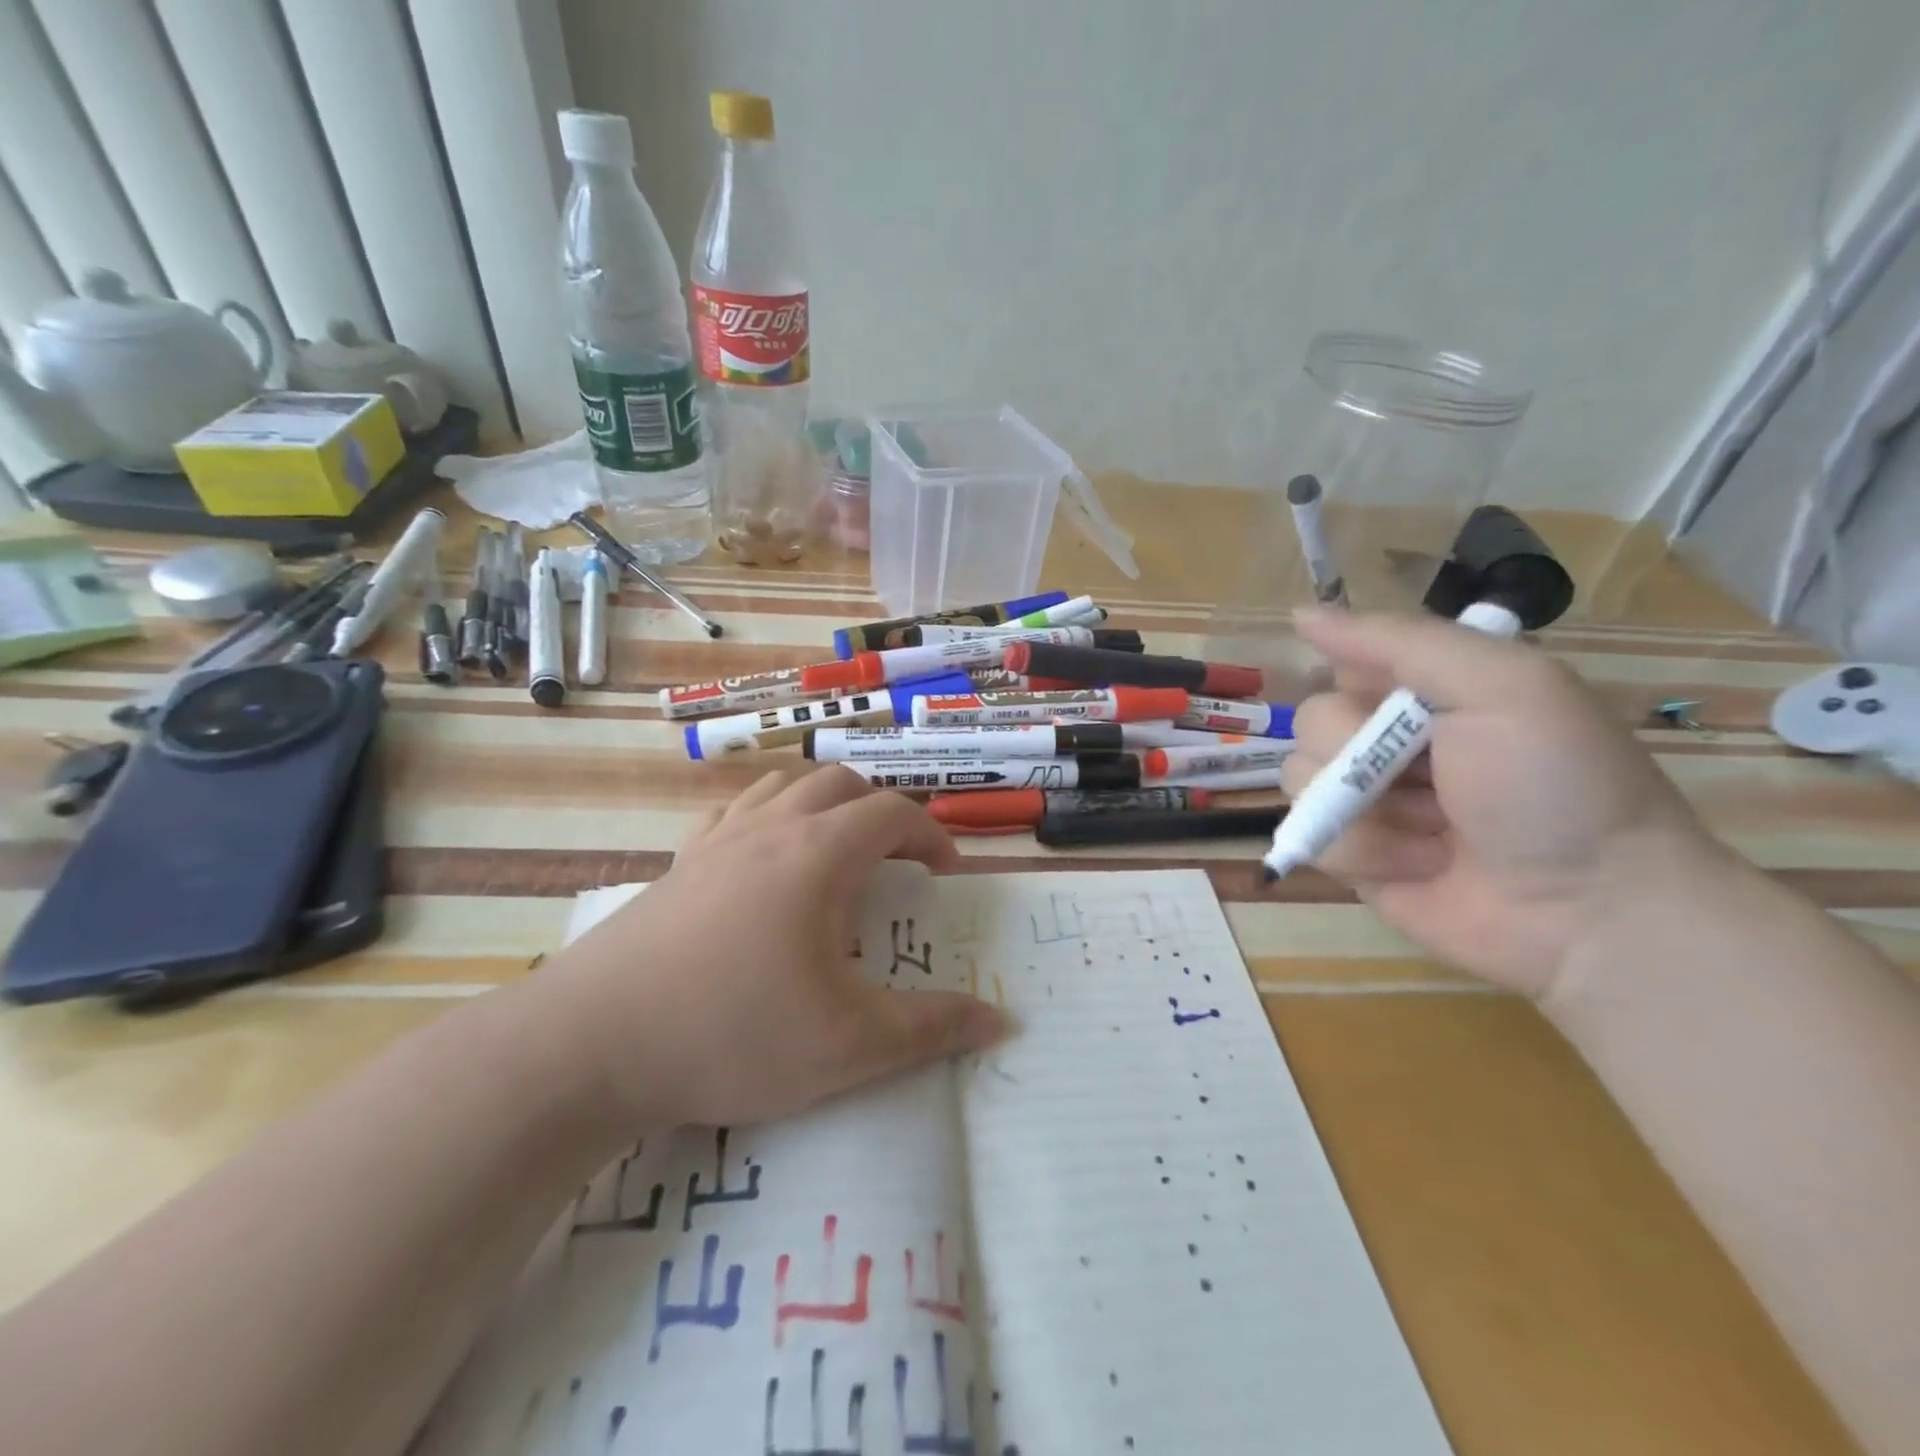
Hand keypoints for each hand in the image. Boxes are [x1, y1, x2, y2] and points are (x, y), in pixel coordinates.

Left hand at [539, 767, 1006, 1130]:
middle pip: (841, 784)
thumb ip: (930, 1029)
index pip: (893, 814)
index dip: (930, 836)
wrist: (592, 1044)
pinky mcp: (677, 862)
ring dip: (824, 804)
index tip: (944, 874)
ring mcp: (717, 839)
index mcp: (819, 855)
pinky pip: (733, 812)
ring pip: (784, 786)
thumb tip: (999, 1022)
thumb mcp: (847, 1046)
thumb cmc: (732, 1035)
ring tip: (836, 850)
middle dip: (881, 812)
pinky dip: (766, 816)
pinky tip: (762, 856)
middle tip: (896, 861)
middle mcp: (771, 828)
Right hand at [1278, 609, 1724, 996]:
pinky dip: (1364, 852)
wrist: (1589, 910)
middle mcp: (1388, 741)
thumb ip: (1400, 642)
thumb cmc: (1556, 786)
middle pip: (1310, 721)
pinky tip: (1420, 865)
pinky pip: (1311, 837)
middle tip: (1428, 773)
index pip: (1344, 664)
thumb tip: (1301, 616)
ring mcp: (1367, 802)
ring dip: (1366, 807)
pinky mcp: (1353, 855)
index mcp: (1427, 692)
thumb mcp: (1503, 686)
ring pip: (1298, 778)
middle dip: (1357, 750)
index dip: (1359, 682)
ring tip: (1434, 829)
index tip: (1396, 700)